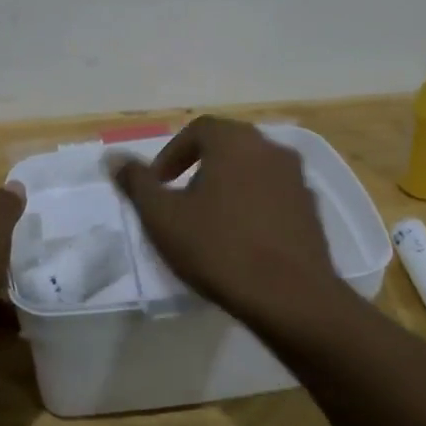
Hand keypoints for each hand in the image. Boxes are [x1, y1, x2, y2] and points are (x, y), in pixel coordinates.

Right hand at [109, 116, 337, 316]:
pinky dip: (253, 204)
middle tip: (180, 200)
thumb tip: (113, 157)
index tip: (158, 184)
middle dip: (199, 167)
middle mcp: (270, 148)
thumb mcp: (163, 217)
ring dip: (227, 185)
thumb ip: (137, 183)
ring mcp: (296, 178)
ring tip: (209, 221)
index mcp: (235, 141)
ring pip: (252, 169)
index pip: (197, 129)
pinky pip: (273, 194)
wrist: (291, 296)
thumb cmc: (219, 248)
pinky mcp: (311, 208)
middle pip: (227, 145)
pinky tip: (241, 239)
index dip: (171, 153)